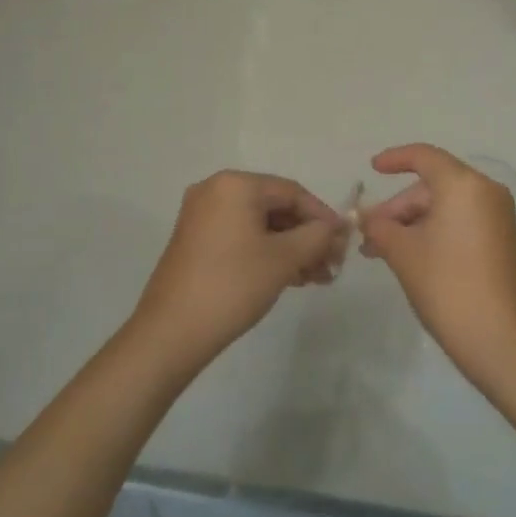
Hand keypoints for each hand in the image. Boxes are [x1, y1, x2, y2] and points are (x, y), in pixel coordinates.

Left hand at [131, 170, 348, 374]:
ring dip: (290, 248)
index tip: (344, 244)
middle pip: (275, 207)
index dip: (323, 217)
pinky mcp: (195, 240)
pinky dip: (266, 252)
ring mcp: (201, 215)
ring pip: (259, 224)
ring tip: (315, 278)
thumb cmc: (233, 285)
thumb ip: (317, 236)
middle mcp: (215, 190)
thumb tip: (338, 227)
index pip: (292, 192)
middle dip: (307, 236)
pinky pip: (240, 236)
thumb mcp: (284, 259)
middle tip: (331, 266)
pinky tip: (288, 277)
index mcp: (235, 184)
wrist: (171, 332)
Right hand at [358, 144, 515, 390]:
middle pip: (433, 185)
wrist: (502, 342)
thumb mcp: (403, 253)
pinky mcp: (502, 241)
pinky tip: (410, 257)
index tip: (371, 169)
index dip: (394, 159)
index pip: (424, 157)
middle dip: (398, 207)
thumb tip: (364, 216)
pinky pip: (461, 222)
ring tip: (382, 253)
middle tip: (370, 235)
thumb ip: (379, 226)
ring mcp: (498, 218)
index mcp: (464, 185)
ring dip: (412, 224)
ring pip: (445, 206)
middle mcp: (486, 192)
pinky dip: (433, 232)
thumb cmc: (448, 286)